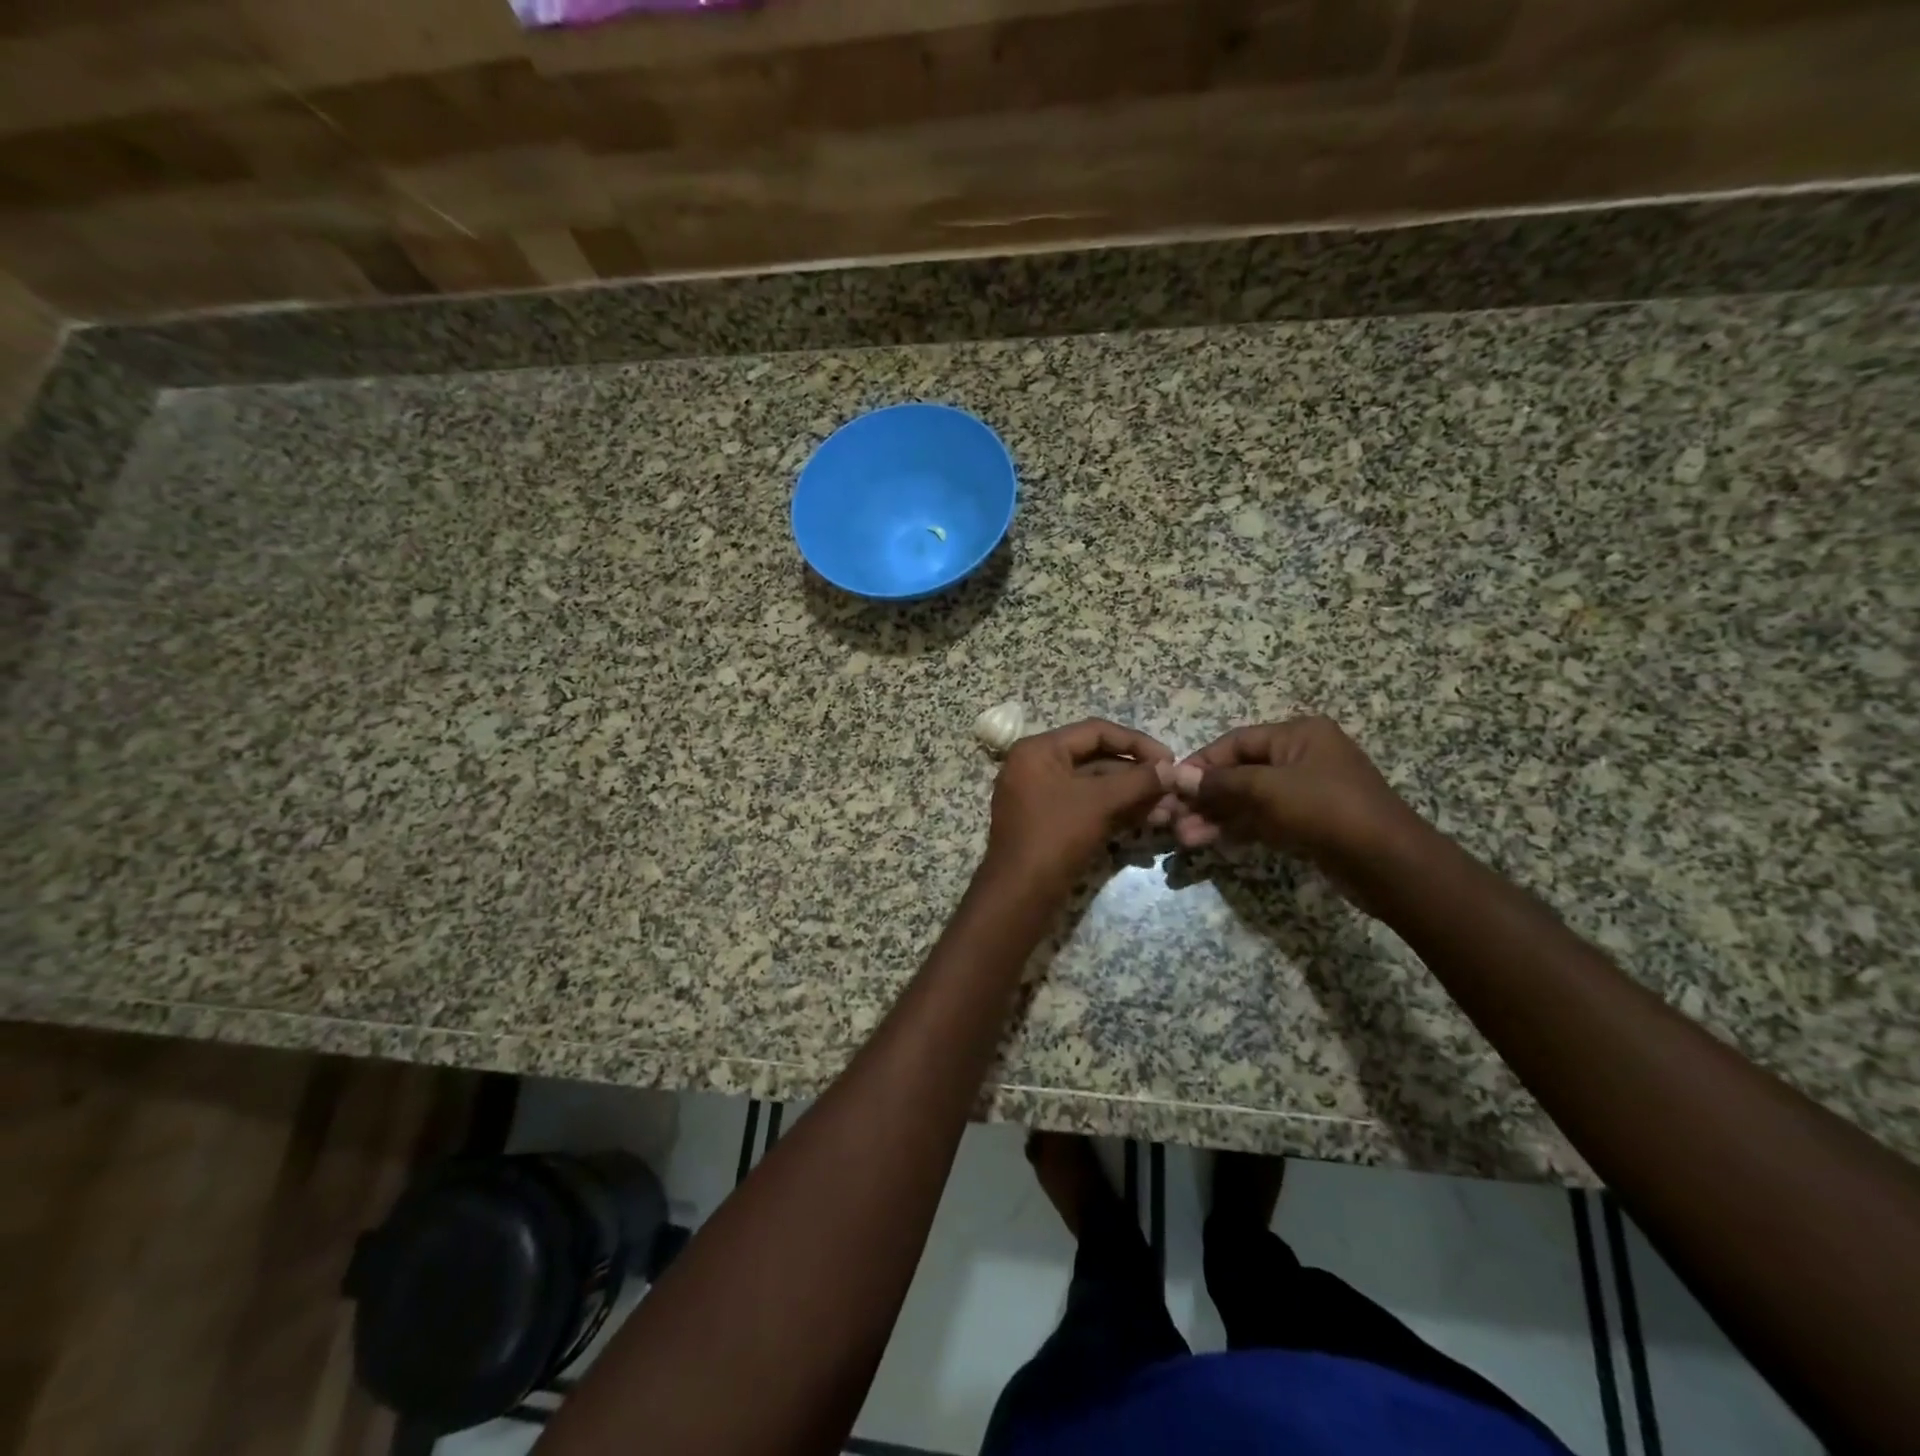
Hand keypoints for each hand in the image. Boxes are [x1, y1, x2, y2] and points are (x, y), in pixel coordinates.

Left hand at [986, 719, 1173, 889]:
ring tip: (1168, 809)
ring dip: (1131, 796)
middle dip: (1137, 775)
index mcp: (1038, 750)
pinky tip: (1148, 820)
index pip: (1095, 731)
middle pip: (1096, 759)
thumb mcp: (1100, 802)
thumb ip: (1138, 781)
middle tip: (1173, 789)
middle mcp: (1036, 766)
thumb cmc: (1055, 836)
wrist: (1019, 895)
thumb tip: (1174, 769)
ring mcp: (1040, 796)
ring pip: (1094, 786)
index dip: (1137, 743)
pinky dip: (1115, 811)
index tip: (1170, 760)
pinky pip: (1086, 806)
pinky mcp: (1048, 823)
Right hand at [1163, 717, 1424, 873]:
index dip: (1201, 763)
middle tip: (1172, 818)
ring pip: (1248, 800)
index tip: (1171, 785)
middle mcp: (1301, 757)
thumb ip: (1221, 782)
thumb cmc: (1328, 810)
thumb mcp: (1269, 789)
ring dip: (1215, 817)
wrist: (1389, 864)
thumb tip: (1178, 776)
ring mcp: (1305, 793)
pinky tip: (1208, 841)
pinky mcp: (1307, 824)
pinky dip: (1236, 829)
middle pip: (1239, 772)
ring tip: (1184, 837)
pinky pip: (1262, 820)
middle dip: (1205, 796)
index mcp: (1298, 735)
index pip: (1236, 742)